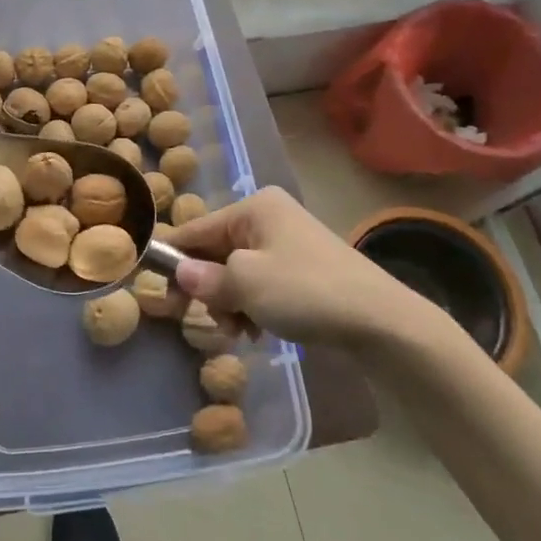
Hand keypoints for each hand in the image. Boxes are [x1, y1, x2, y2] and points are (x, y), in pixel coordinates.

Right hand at [168, 186, 438, 352]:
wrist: (383, 323)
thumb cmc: (306, 292)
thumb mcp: (246, 284)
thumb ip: (205, 278)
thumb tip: (178, 272)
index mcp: (254, 208)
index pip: (195, 230)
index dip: (173, 261)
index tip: (157, 294)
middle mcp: (269, 218)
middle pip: (216, 252)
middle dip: (209, 289)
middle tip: (213, 322)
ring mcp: (289, 244)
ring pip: (237, 273)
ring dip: (231, 303)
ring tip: (240, 331)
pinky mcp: (304, 270)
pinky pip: (261, 283)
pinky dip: (253, 306)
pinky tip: (258, 331)